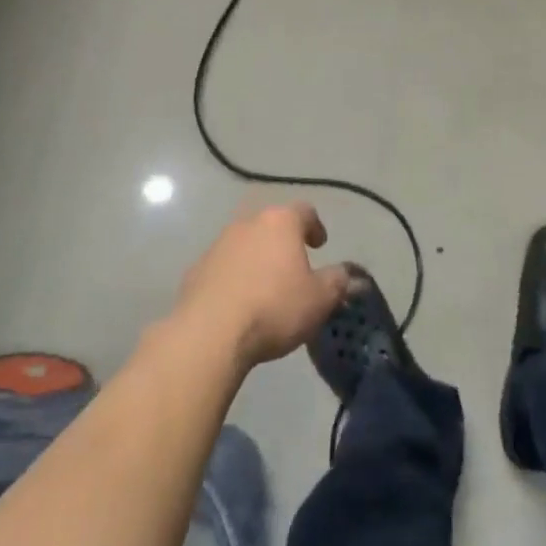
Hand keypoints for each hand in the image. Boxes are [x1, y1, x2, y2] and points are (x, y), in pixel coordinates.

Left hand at [173, 203, 351, 368]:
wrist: (209, 334)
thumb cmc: (273, 308)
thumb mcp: (318, 299)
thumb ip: (337, 282)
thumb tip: (349, 274)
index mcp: (280, 223)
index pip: (304, 211)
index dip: (315, 226)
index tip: (320, 244)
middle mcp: (248, 224)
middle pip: (271, 225)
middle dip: (284, 242)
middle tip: (294, 265)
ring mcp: (218, 245)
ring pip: (245, 244)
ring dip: (257, 259)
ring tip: (266, 287)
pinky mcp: (196, 270)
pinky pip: (224, 267)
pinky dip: (234, 277)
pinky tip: (239, 302)